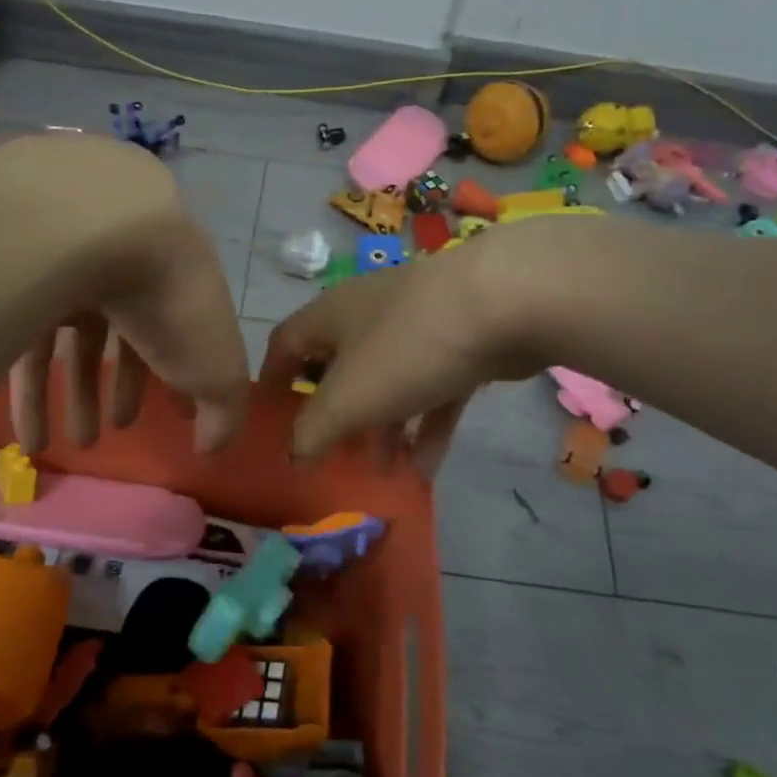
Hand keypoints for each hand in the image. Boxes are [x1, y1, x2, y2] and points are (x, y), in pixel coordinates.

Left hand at [9, 203, 247, 456]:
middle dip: (123, 389)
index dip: (182, 377)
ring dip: (77, 399)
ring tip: (72, 448)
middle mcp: (125, 273)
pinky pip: (26, 344)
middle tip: (117, 431)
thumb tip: (211, 445)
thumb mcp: (216, 367)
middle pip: (123, 338)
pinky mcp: (21, 284)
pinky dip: (30, 396)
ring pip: (74, 343)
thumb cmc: (173, 302)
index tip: (179, 415)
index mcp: (177, 283)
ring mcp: (71, 273)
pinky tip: (29, 440)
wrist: (104, 231)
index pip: (182, 333)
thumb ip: (223, 411)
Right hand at [260, 225, 550, 476]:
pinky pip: (432, 390)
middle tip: (334, 456)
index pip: (287, 344)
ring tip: (384, 473)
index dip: (274, 380)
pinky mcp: (461, 343)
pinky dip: (426, 425)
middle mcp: (369, 315)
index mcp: (331, 316)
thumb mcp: (347, 398)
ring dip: (384, 429)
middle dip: (337, 416)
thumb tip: (293, 455)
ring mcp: (418, 327)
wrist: (506, 303)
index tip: (271, 419)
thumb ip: (313, 431)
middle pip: (341, 368)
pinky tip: (426, 469)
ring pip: (389, 384)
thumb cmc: (406, 347)